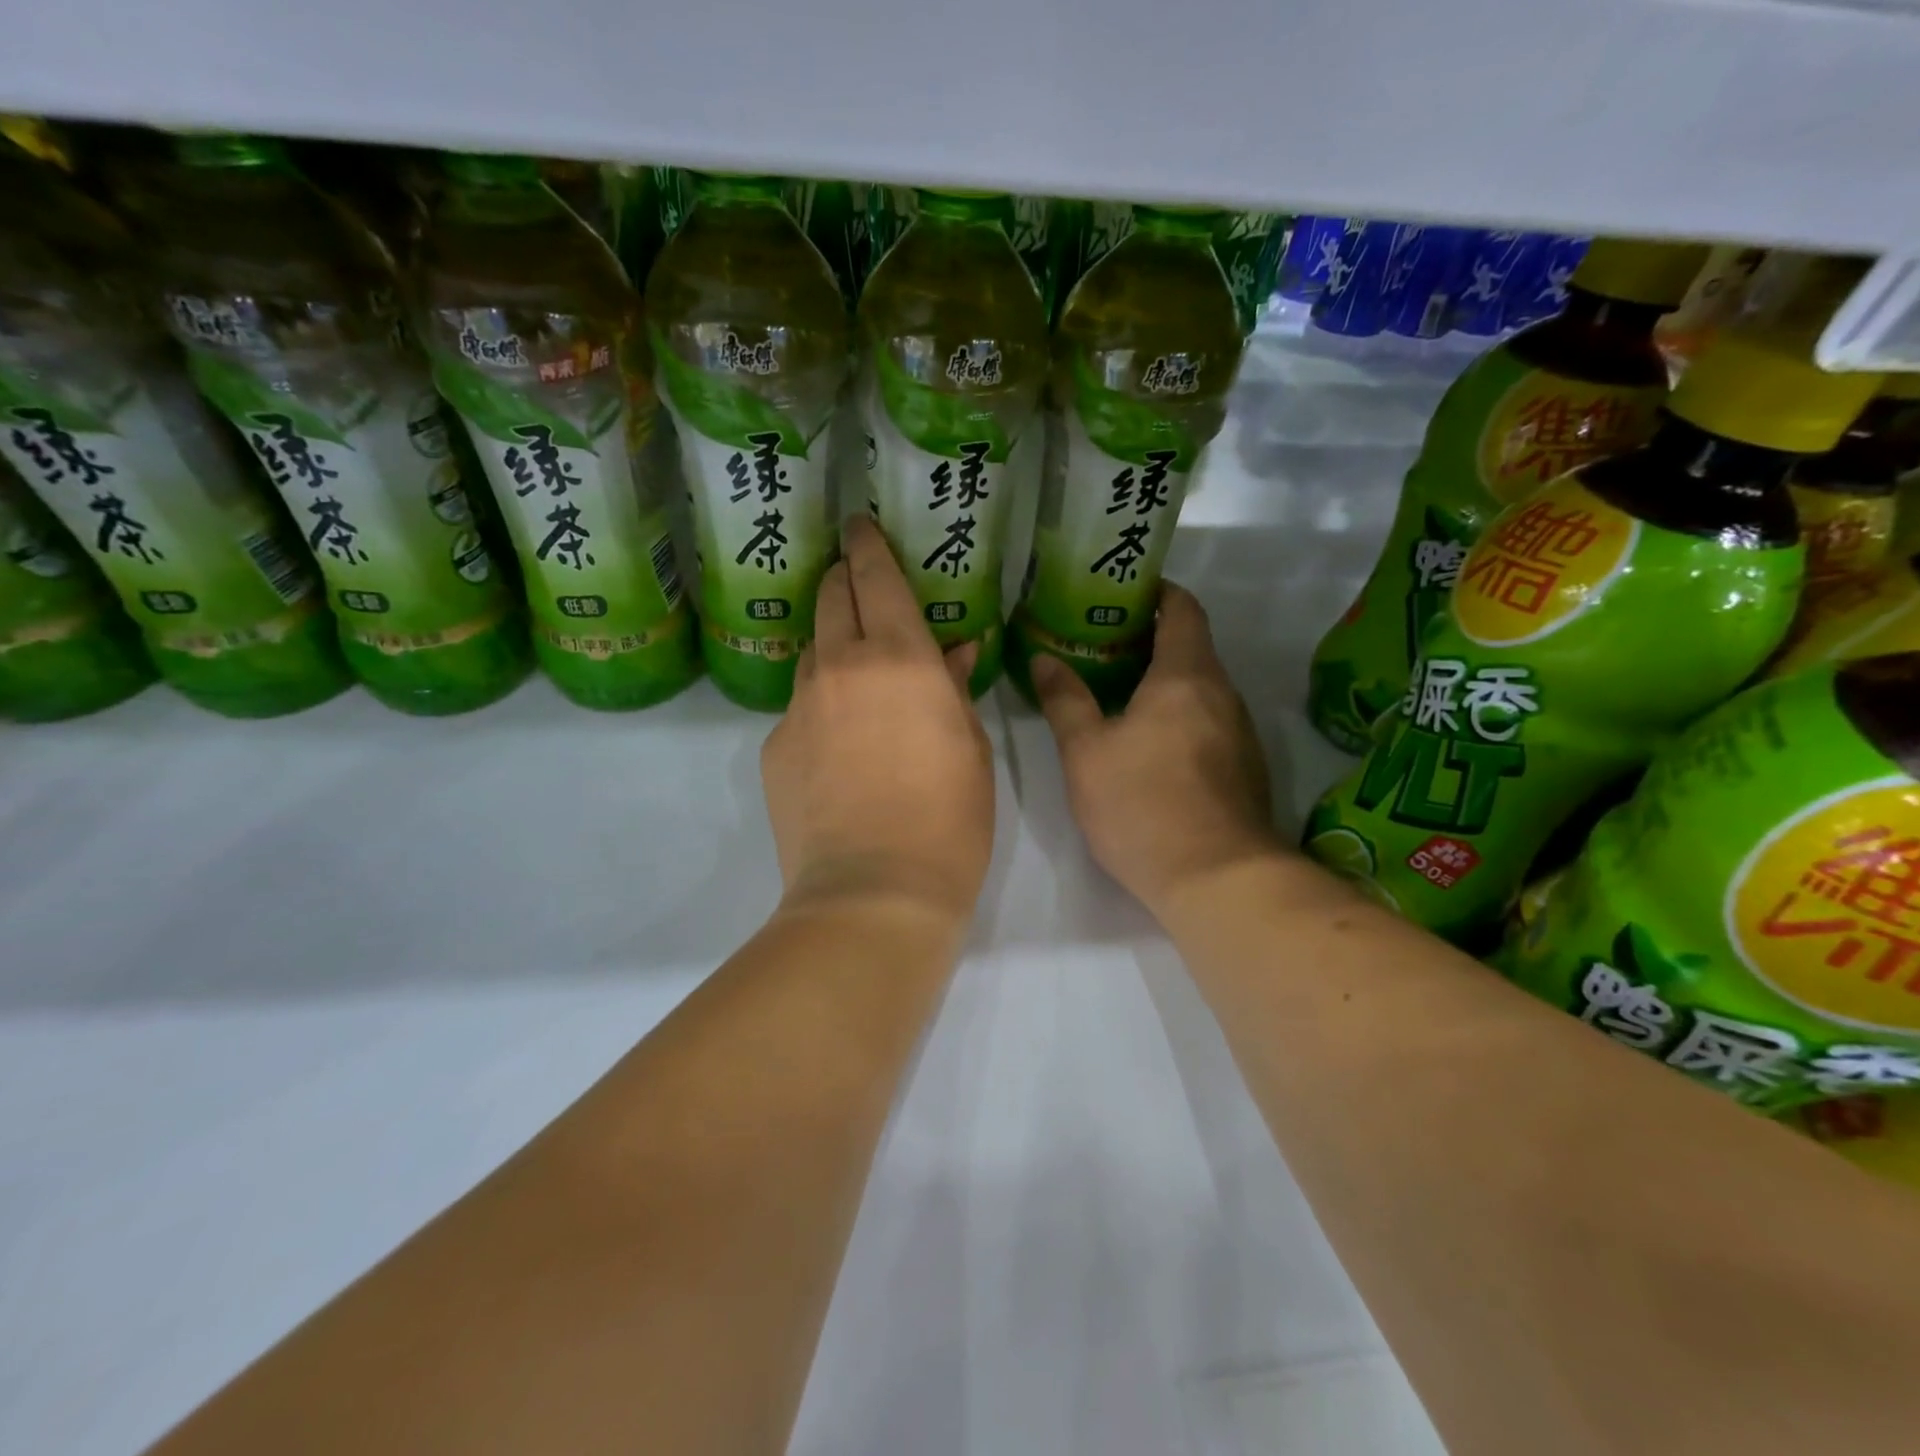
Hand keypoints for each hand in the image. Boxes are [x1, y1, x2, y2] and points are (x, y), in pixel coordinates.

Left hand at [761, 515, 994, 926]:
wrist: (873, 893)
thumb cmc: (949, 819)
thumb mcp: (972, 749)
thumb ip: (957, 690)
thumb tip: (956, 653)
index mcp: (900, 658)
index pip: (876, 577)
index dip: (869, 545)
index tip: (860, 525)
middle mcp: (841, 667)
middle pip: (830, 598)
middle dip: (842, 578)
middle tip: (856, 580)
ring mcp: (799, 707)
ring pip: (811, 651)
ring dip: (831, 643)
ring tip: (855, 668)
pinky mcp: (774, 747)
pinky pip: (799, 707)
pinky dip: (821, 705)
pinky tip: (840, 744)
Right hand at [1031, 583, 1282, 920]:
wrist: (1217, 878)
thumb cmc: (1143, 804)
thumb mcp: (1086, 752)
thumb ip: (1065, 700)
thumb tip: (1045, 658)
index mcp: (1186, 675)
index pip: (1183, 608)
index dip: (1156, 592)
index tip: (1121, 594)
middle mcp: (1222, 694)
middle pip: (1192, 647)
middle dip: (1149, 640)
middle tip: (1099, 647)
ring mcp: (1240, 734)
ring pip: (1201, 689)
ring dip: (1164, 682)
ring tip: (1118, 694)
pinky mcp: (1244, 770)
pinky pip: (1209, 723)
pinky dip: (1180, 717)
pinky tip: (1149, 745)